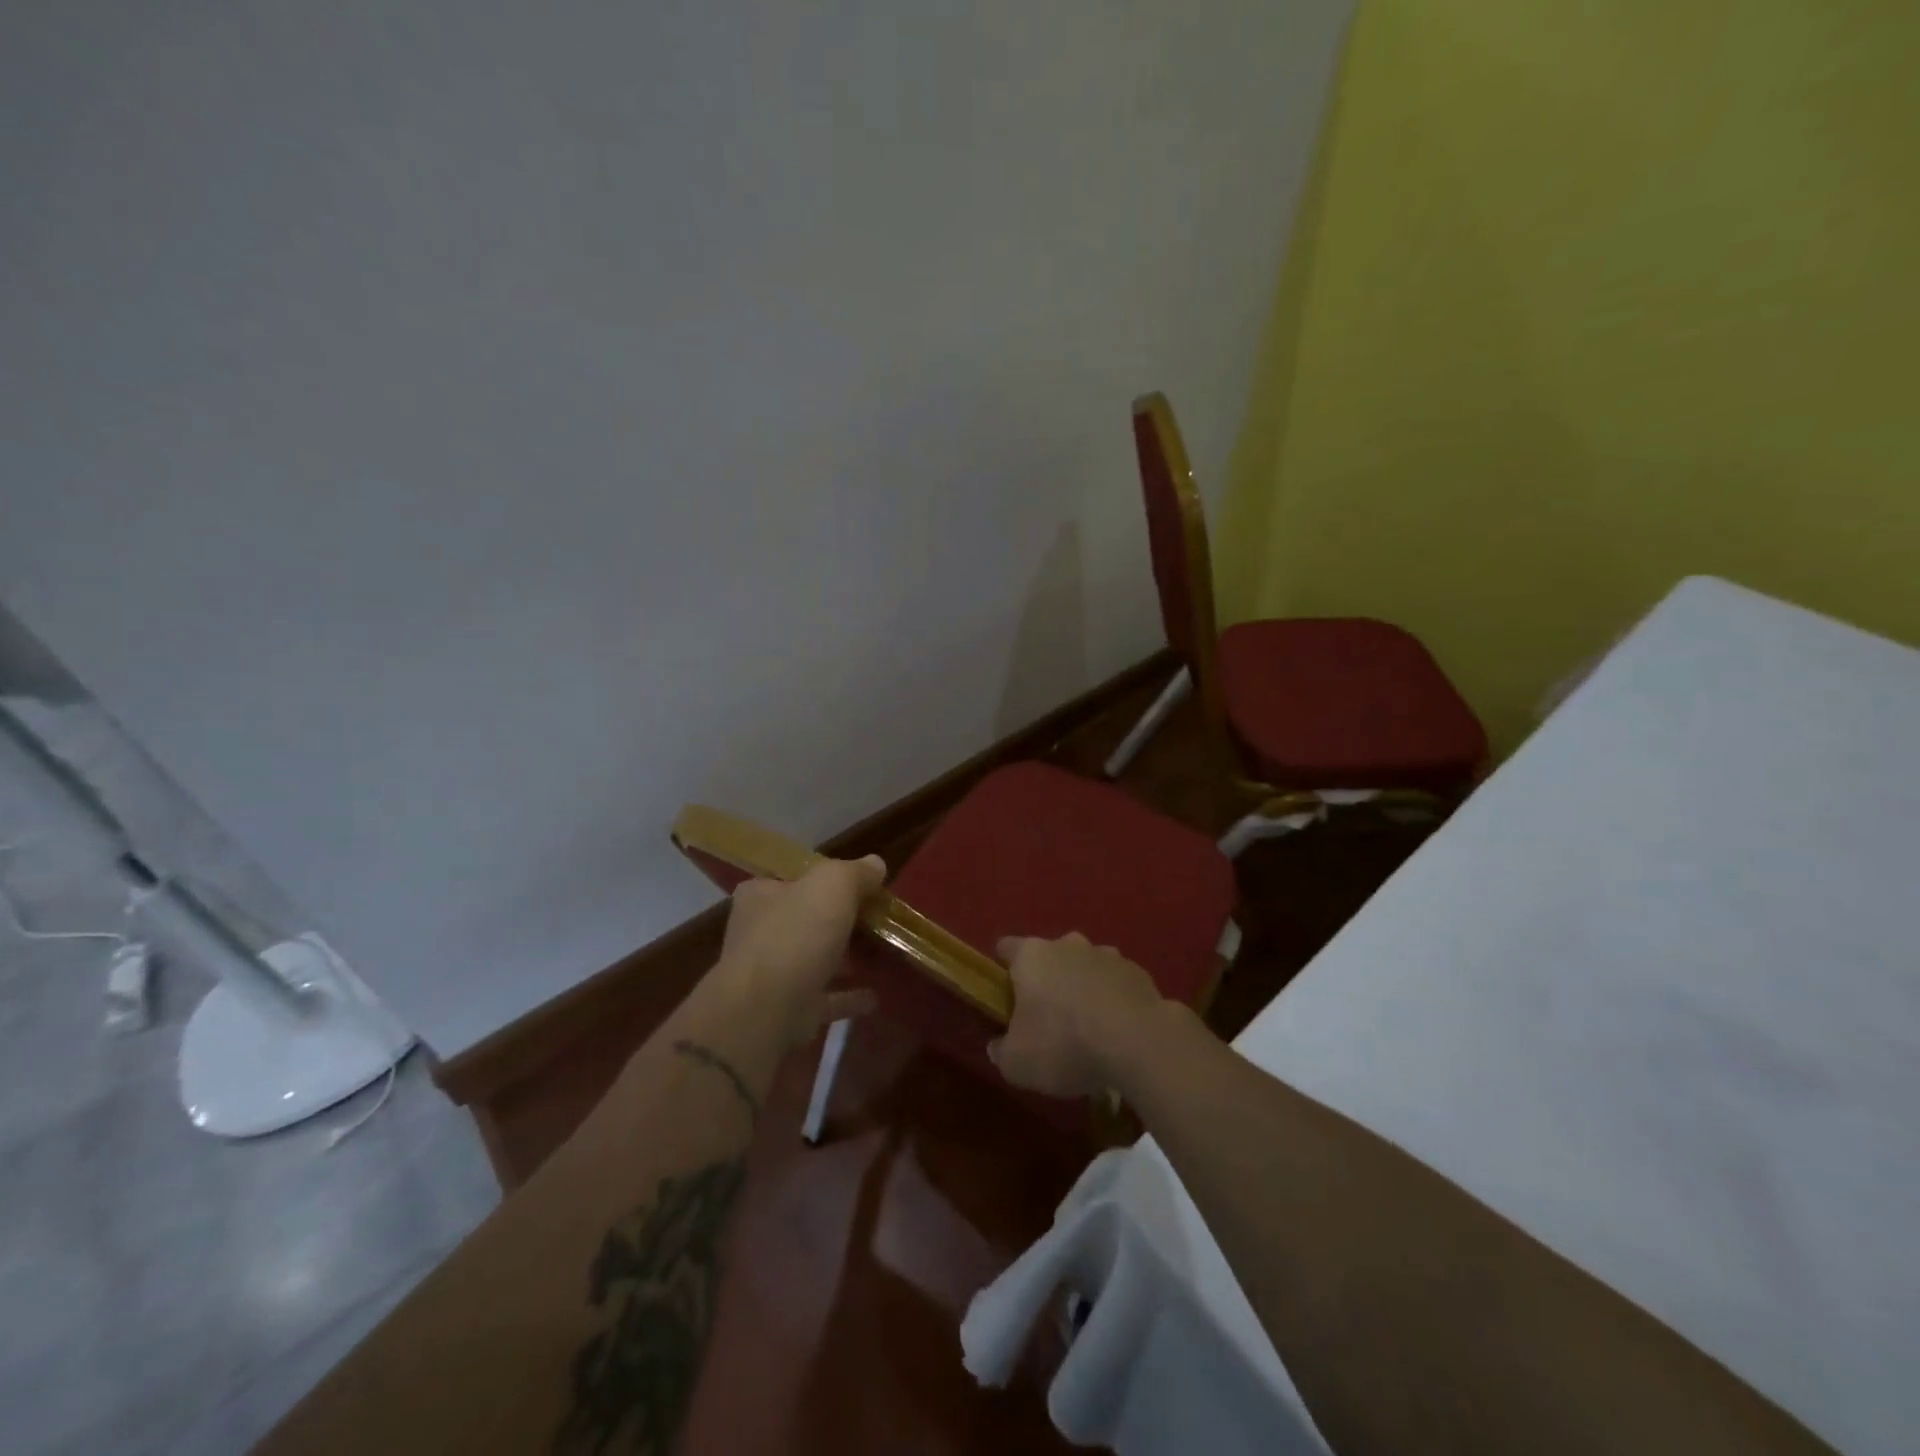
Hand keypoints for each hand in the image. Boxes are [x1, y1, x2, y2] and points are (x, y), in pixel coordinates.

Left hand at [715, 855, 886, 1046]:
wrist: (765, 1011)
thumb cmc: (795, 934)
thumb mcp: (833, 885)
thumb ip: (856, 872)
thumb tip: (876, 864)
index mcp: (761, 895)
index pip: (795, 878)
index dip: (828, 879)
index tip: (862, 886)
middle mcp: (760, 932)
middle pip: (807, 919)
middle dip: (840, 920)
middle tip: (878, 920)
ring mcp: (771, 974)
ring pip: (815, 959)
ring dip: (844, 958)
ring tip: (880, 954)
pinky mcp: (786, 1010)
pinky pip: (824, 998)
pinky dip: (847, 996)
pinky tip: (874, 996)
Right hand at [988, 933, 1171, 1096]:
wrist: (1139, 1044)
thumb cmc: (1065, 1045)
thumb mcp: (1017, 1063)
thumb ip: (1001, 1051)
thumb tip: (997, 1045)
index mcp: (1031, 956)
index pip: (1006, 948)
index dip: (1002, 970)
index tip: (1005, 998)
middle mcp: (1068, 944)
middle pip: (1048, 955)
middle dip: (1046, 980)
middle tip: (1046, 1019)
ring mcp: (1107, 954)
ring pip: (1085, 966)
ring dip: (1082, 987)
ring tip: (1087, 1028)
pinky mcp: (1138, 972)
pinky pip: (1115, 982)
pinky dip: (1112, 999)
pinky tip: (1117, 1031)